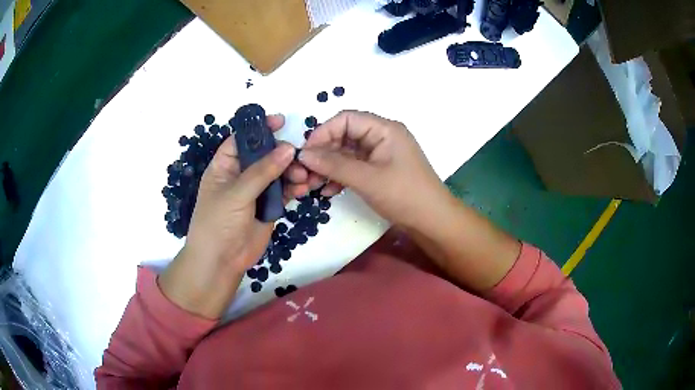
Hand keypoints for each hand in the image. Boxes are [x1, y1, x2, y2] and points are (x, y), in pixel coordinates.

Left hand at [159, 115, 294, 318]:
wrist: (221, 261)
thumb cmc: (218, 222)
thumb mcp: (236, 193)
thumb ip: (263, 171)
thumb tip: (288, 148)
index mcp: (225, 165)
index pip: (242, 139)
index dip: (259, 129)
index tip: (280, 121)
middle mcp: (240, 175)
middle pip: (265, 154)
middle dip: (282, 154)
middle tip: (299, 157)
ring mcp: (256, 191)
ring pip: (278, 173)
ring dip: (292, 171)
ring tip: (304, 177)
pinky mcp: (269, 206)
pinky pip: (284, 191)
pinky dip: (295, 188)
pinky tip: (303, 189)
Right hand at [287, 110, 449, 228]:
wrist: (432, 222)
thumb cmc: (404, 195)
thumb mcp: (367, 179)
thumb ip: (334, 165)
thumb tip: (302, 155)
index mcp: (384, 129)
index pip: (346, 119)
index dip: (323, 132)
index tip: (305, 153)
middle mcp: (382, 136)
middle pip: (344, 135)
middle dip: (323, 153)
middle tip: (305, 173)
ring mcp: (381, 154)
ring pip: (347, 153)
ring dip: (328, 166)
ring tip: (312, 184)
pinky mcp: (379, 170)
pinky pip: (354, 167)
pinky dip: (340, 176)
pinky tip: (328, 191)